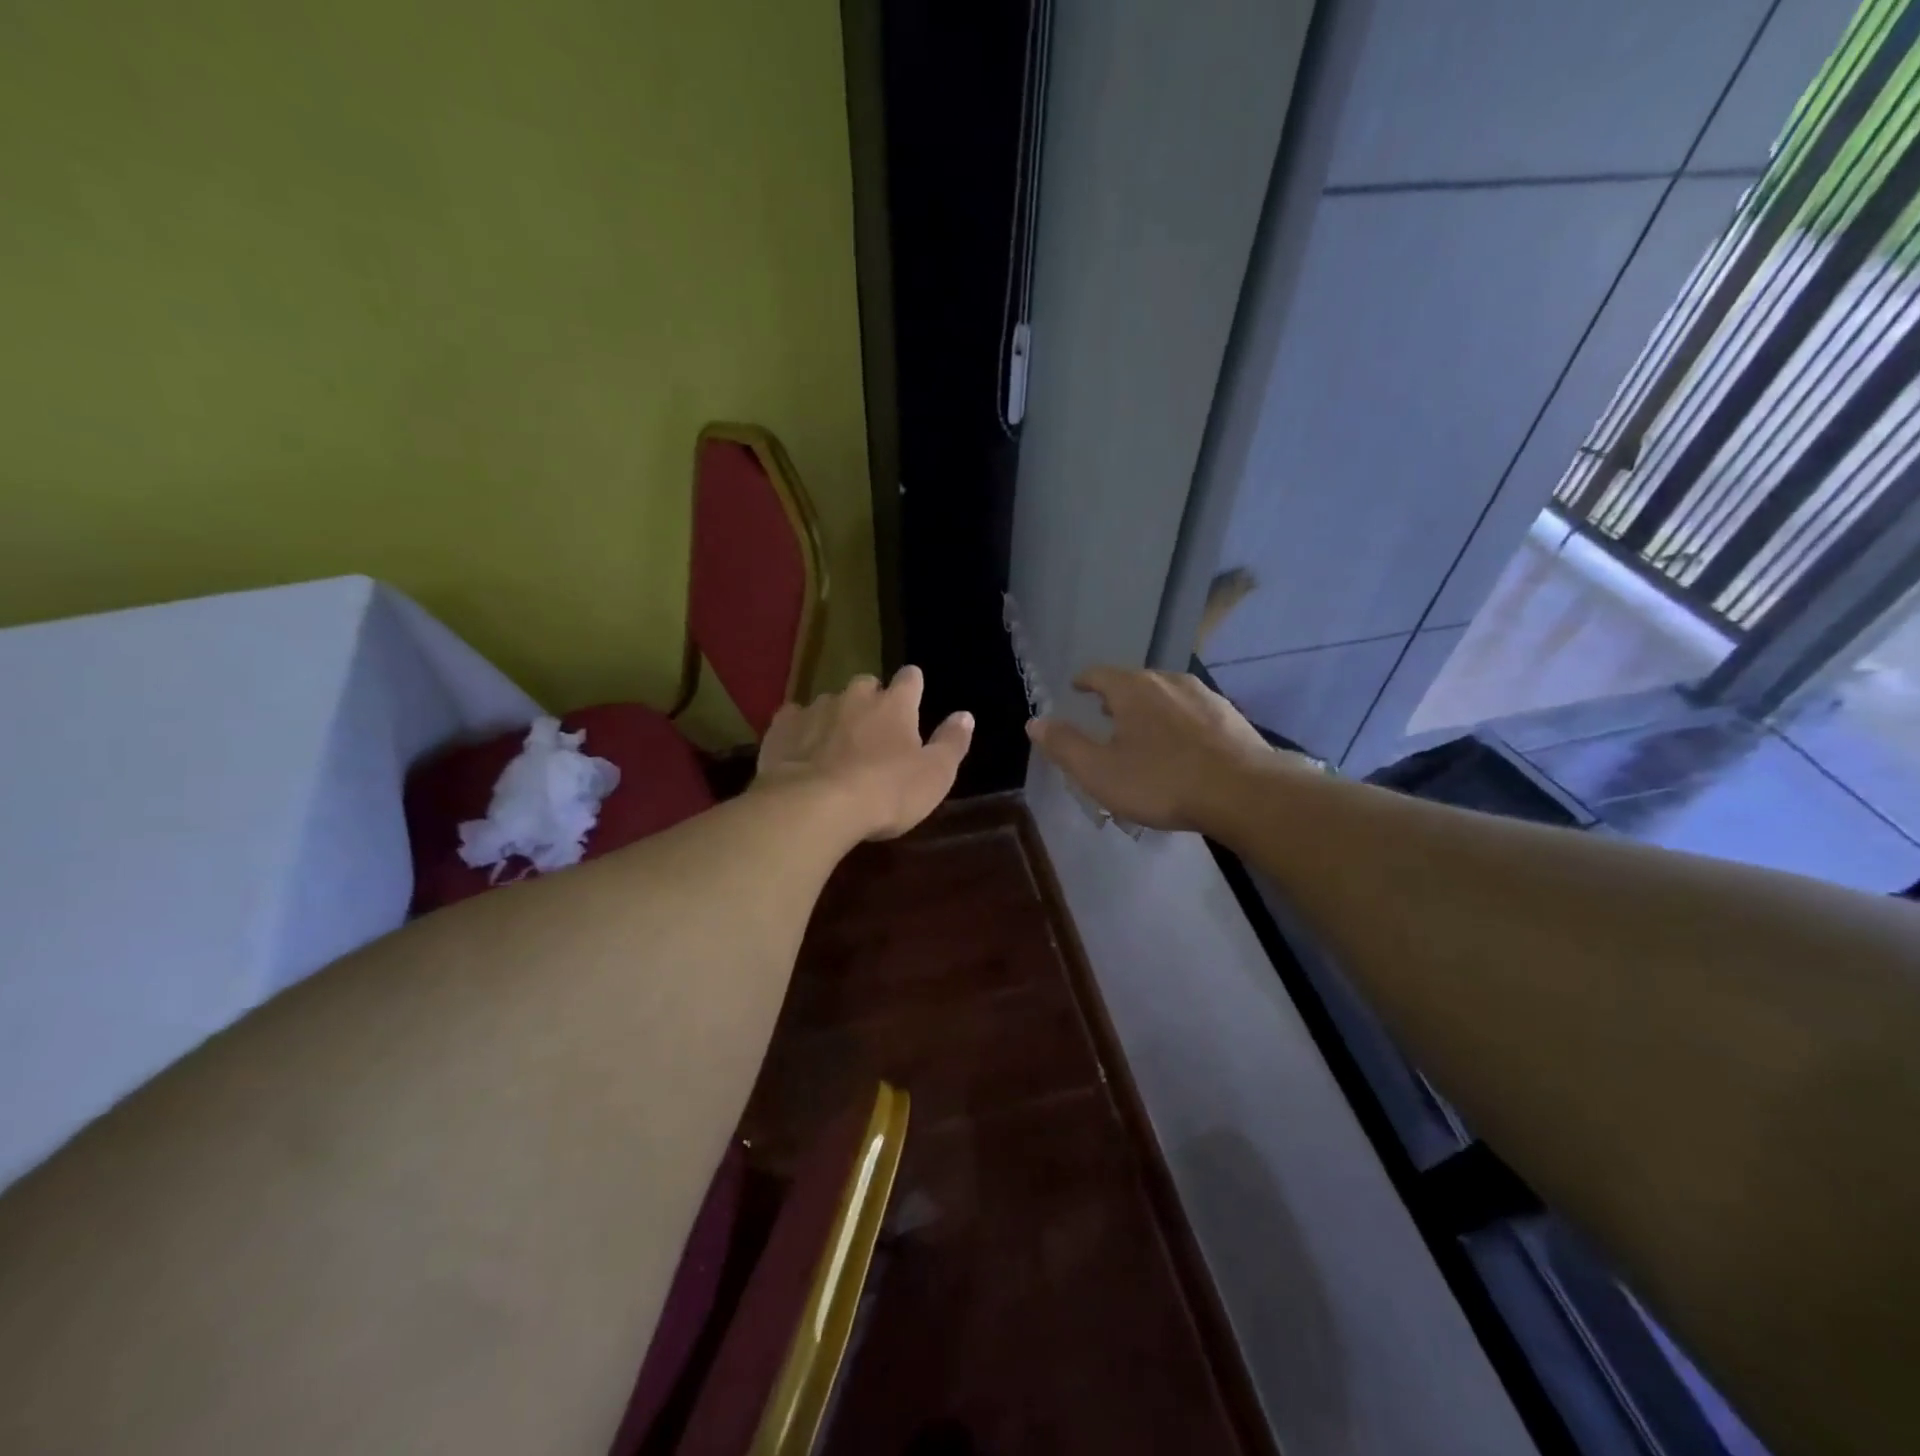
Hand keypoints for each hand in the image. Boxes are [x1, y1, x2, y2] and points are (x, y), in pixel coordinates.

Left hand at [755, 666, 973, 840]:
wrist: (814, 806)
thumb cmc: (886, 792)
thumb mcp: (935, 775)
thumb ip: (952, 743)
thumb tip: (965, 715)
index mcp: (896, 704)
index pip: (910, 679)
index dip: (913, 686)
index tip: (913, 697)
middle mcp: (856, 696)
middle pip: (867, 685)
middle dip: (871, 701)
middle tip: (873, 731)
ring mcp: (815, 708)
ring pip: (830, 702)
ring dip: (836, 717)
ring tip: (835, 747)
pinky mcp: (782, 727)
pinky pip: (794, 718)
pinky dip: (800, 729)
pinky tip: (800, 750)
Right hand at [1025, 667, 1280, 831]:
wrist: (1245, 792)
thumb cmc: (1162, 781)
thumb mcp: (1099, 771)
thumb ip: (1064, 745)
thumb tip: (1034, 721)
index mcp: (1132, 688)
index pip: (1098, 674)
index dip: (1084, 681)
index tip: (1076, 689)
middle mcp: (1167, 680)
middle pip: (1133, 682)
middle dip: (1117, 697)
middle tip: (1105, 717)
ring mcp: (1203, 695)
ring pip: (1166, 695)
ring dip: (1150, 709)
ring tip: (1143, 732)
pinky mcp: (1230, 715)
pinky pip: (1192, 712)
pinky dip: (1178, 722)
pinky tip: (1182, 747)